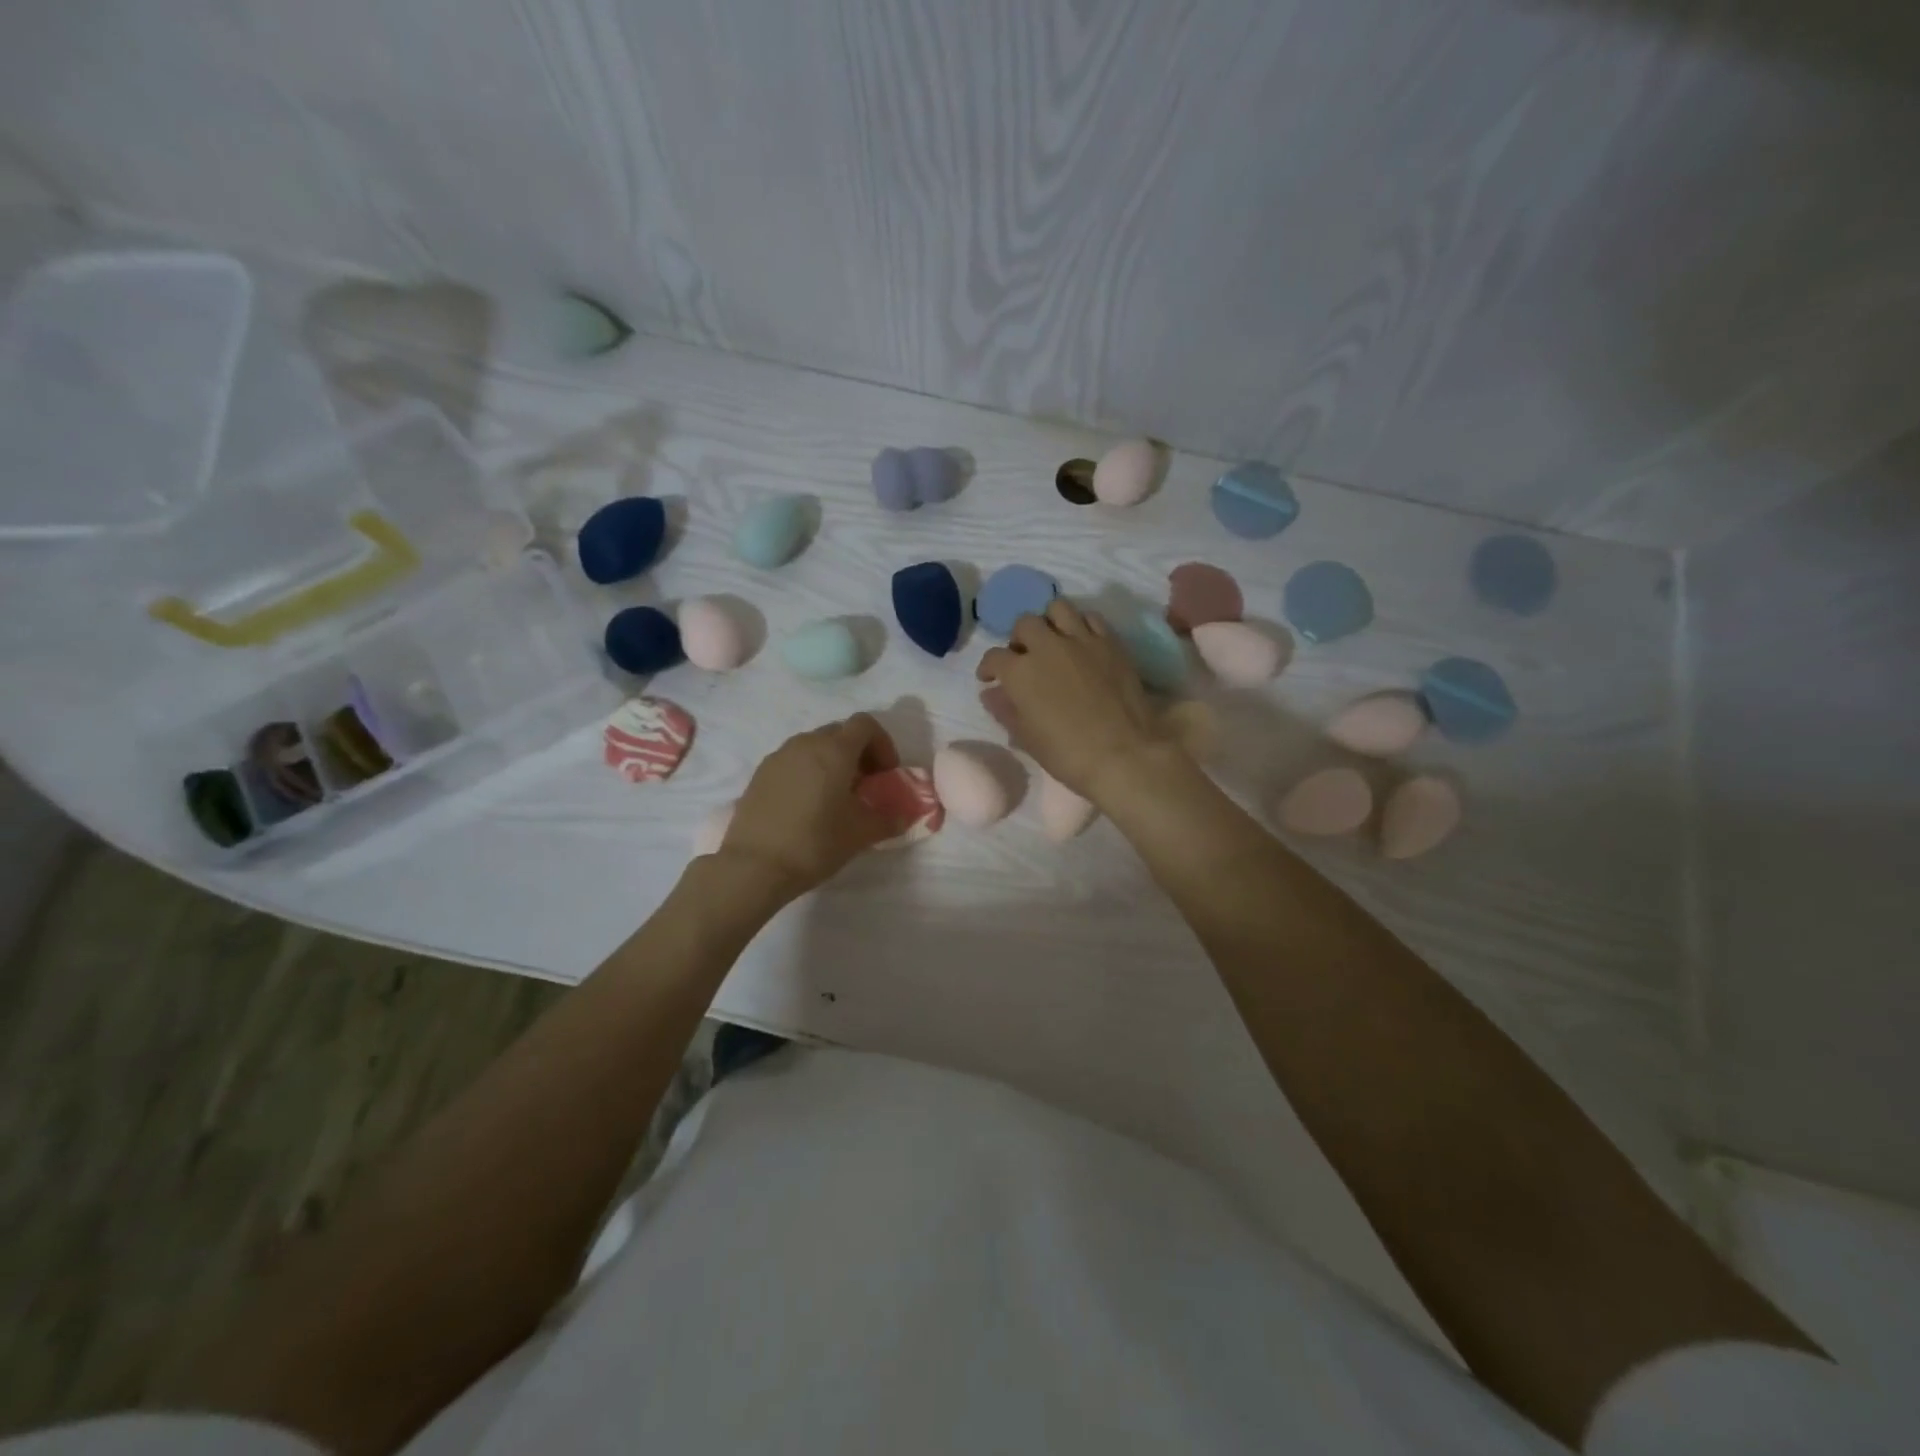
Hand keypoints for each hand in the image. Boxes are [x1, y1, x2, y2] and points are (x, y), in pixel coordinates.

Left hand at [715, 714, 906, 898]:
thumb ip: (889, 819)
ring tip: (835, 797)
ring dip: (832, 762)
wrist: (754, 866)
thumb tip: (905, 816)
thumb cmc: (815, 843)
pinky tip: (807, 806)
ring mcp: (779, 756)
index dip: (883, 744)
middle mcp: (806, 743)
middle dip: (858, 753)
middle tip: (865, 785)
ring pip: (814, 746)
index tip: (886, 774)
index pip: (865, 725)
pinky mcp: (760, 774)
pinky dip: (808, 772)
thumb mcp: (861, 834)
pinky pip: (793, 762)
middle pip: (839, 733)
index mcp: (835, 750)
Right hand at [976, 600, 1166, 801]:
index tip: (989, 679)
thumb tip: (991, 694)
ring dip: (1049, 621)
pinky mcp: (1110, 642)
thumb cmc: (1068, 754)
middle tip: (1024, 657)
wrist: (1125, 754)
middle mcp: (1047, 646)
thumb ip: (1005, 711)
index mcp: (1020, 672)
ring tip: (1053, 640)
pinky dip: (1081, 624)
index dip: (988, 668)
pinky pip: (1091, 618)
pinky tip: (1082, 642)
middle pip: (1024, 623)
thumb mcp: (1027, 738)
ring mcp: (1081, 640)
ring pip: (1057, 608)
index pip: (994, 657)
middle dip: (1018, 638)